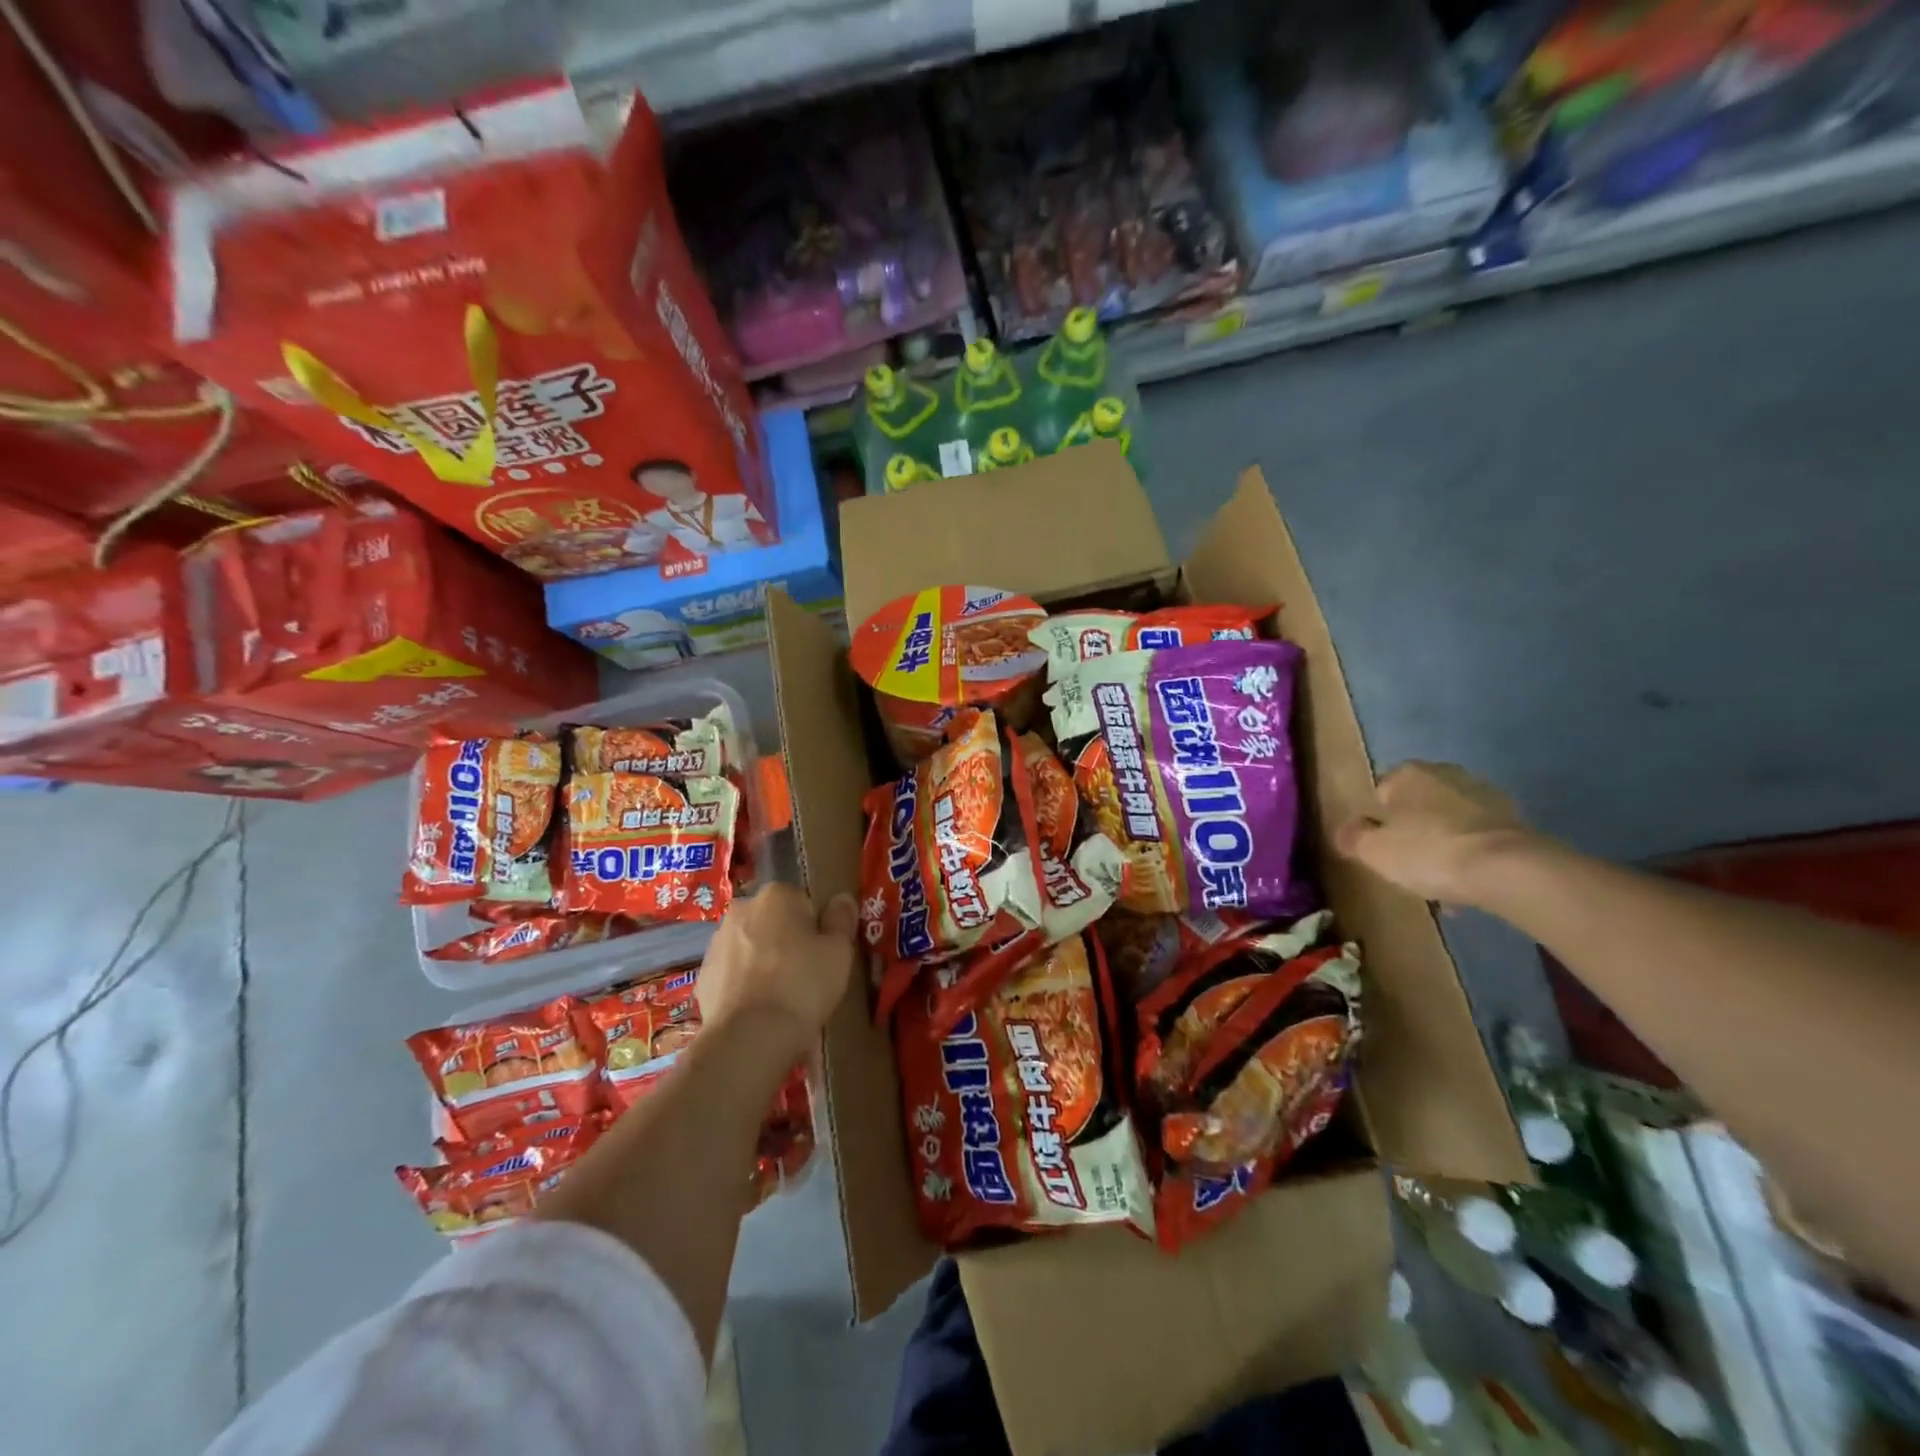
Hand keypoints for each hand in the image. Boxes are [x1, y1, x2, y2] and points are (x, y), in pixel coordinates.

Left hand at [696, 884, 856, 1053]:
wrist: (750, 1037)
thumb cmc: (803, 984)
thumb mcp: (839, 951)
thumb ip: (842, 919)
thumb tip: (842, 899)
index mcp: (776, 895)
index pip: (803, 901)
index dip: (816, 927)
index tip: (822, 953)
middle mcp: (742, 909)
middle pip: (774, 920)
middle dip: (786, 939)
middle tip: (805, 973)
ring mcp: (717, 942)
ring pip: (751, 945)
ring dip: (763, 960)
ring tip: (781, 996)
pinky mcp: (703, 975)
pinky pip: (733, 972)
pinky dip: (744, 983)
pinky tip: (759, 1007)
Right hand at [1332, 762, 1537, 906]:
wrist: (1509, 869)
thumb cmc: (1429, 851)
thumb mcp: (1373, 850)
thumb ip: (1352, 837)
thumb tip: (1346, 830)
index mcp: (1407, 773)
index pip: (1380, 791)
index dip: (1377, 820)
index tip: (1380, 847)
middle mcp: (1445, 773)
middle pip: (1417, 805)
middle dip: (1412, 830)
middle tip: (1408, 864)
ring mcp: (1484, 794)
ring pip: (1450, 821)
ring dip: (1443, 844)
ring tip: (1440, 881)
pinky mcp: (1515, 819)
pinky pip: (1478, 837)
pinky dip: (1471, 855)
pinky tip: (1467, 884)